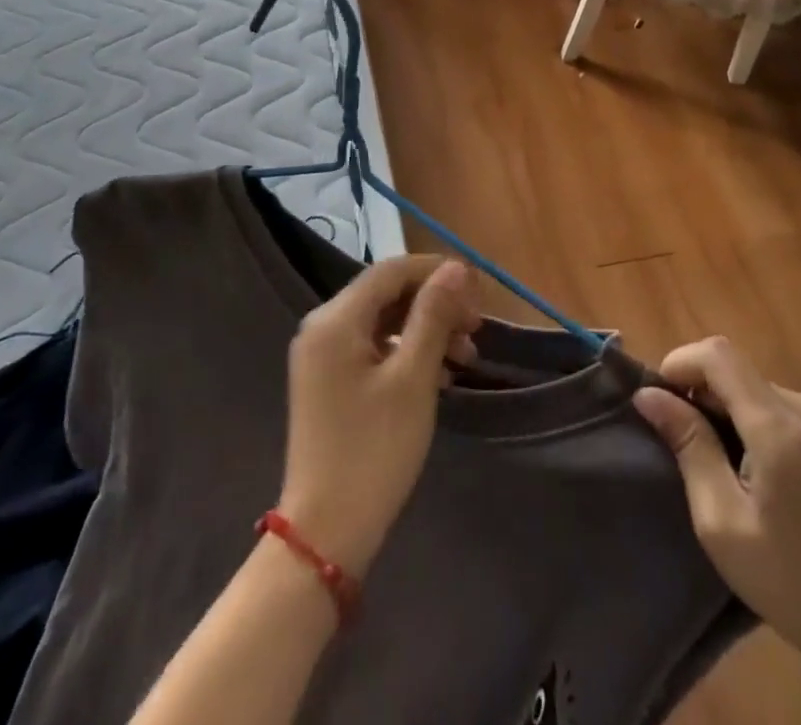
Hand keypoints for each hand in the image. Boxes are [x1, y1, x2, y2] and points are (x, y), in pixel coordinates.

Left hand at [278, 256, 482, 576]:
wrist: (325, 533)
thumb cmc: (373, 450)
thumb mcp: (413, 378)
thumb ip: (434, 316)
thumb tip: (455, 268)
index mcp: (335, 319)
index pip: (392, 270)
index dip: (436, 272)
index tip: (477, 291)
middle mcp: (322, 327)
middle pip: (387, 294)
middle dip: (435, 305)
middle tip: (476, 329)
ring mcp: (323, 356)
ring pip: (384, 321)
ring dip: (426, 331)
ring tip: (466, 358)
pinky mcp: (329, 382)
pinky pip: (373, 348)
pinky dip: (408, 353)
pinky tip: (440, 376)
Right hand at [634, 339, 800, 724]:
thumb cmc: (788, 581)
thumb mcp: (720, 520)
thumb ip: (689, 446)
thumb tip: (648, 395)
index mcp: (780, 427)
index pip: (719, 355)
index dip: (681, 363)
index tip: (660, 399)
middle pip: (738, 371)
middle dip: (703, 393)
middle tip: (684, 441)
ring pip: (759, 388)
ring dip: (730, 408)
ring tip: (721, 461)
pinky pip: (783, 405)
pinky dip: (757, 420)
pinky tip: (758, 468)